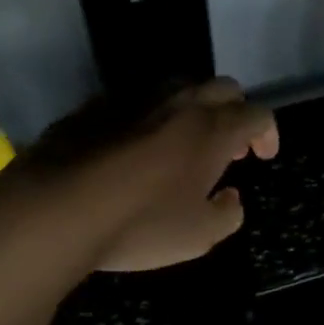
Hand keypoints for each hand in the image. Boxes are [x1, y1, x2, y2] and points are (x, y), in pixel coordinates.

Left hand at [30, 78, 278, 272]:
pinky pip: (135, 103)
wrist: (55, 209)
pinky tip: (134, 149)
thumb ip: (228, 215)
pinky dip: (148, 119)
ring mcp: (134, 100)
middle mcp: (179, 104)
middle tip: (227, 147)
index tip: (263, 157)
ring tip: (183, 144)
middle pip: (223, 88)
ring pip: (178, 88)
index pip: (258, 114)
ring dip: (193, 110)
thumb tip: (230, 198)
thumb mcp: (199, 236)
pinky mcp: (94, 107)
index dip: (268, 133)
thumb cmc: (140, 224)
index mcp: (212, 130)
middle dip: (235, 111)